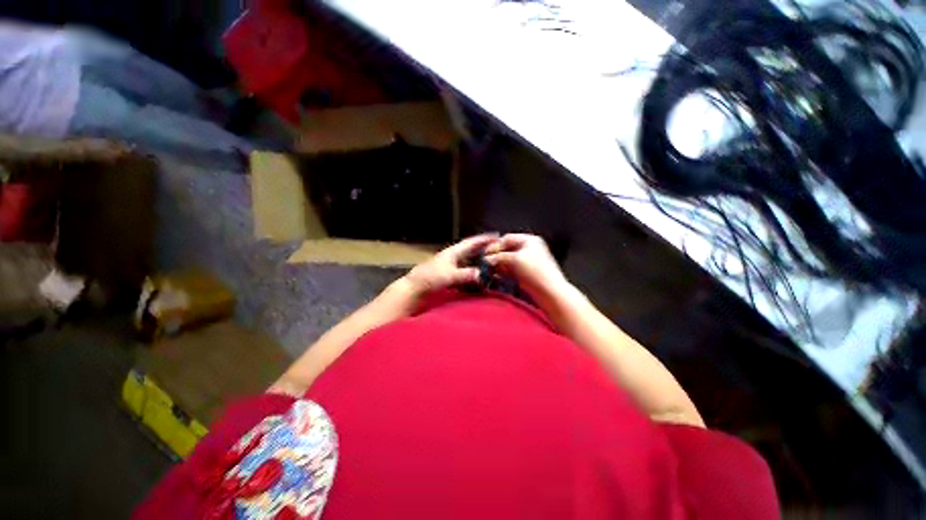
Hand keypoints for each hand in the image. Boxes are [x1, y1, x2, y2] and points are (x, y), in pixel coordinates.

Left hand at [403, 234, 498, 294]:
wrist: (414, 289)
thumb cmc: (430, 278)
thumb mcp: (449, 275)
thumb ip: (466, 274)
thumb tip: (483, 274)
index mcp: (453, 252)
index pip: (471, 242)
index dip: (483, 239)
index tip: (496, 235)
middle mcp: (453, 257)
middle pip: (471, 251)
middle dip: (484, 250)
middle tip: (498, 251)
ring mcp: (451, 267)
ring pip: (469, 262)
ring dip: (480, 263)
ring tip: (493, 264)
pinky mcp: (449, 277)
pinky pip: (466, 273)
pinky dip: (474, 274)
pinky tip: (480, 278)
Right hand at [484, 234, 567, 298]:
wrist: (549, 292)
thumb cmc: (536, 272)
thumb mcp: (515, 259)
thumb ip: (499, 257)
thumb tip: (487, 258)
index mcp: (530, 241)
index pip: (507, 238)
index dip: (496, 245)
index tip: (486, 253)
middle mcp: (529, 249)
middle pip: (507, 250)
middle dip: (496, 256)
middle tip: (486, 262)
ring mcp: (528, 262)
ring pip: (508, 261)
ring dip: (498, 265)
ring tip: (489, 270)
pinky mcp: (526, 274)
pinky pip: (511, 270)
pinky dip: (503, 272)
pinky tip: (496, 276)